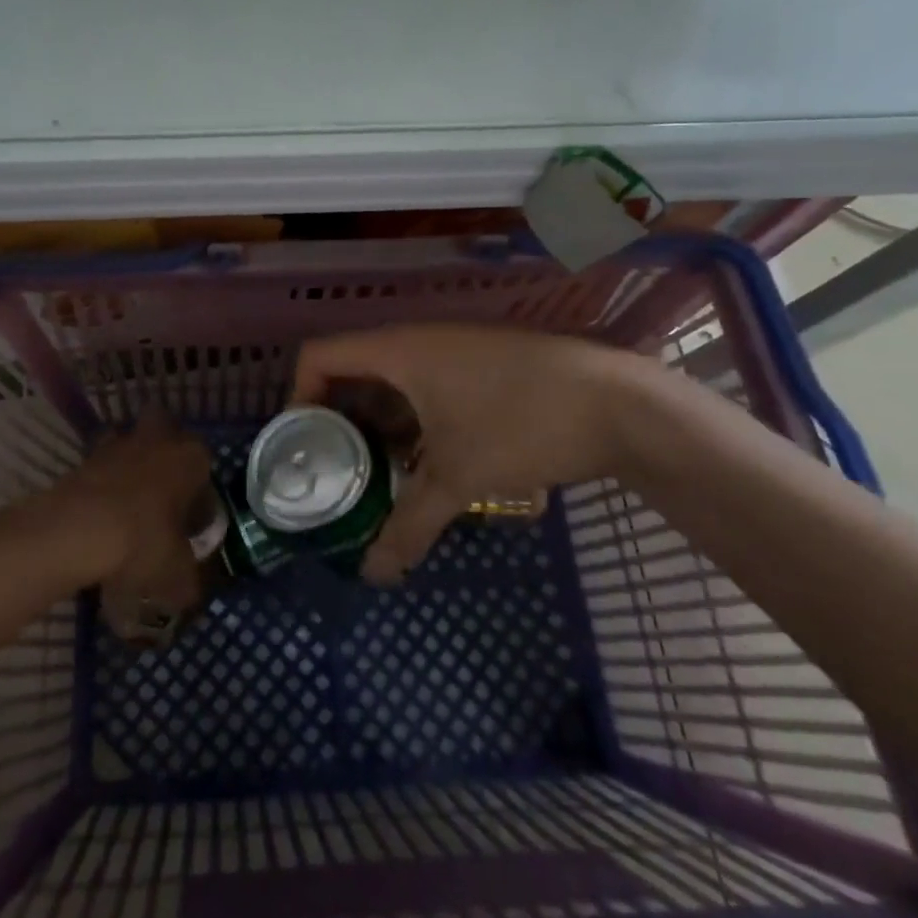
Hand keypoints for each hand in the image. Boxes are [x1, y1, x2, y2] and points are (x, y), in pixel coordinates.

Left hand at [49, 411, 215, 643]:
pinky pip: (99, 465)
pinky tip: (98, 515)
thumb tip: (187, 591)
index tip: (190, 522)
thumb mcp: (177, 575)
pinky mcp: (84, 457)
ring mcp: (117, 443)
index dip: (199, 494)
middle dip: (163, 452)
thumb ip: (189, 581)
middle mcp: (158, 439)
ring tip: (126, 503)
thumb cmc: (144, 542)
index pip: (205, 466)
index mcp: (191, 457)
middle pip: (165, 430)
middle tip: (161, 492)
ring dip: (128, 463)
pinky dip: (100, 483)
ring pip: (128, 442)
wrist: (79, 530)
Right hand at [292, 325, 642, 585]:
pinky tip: (423, 466)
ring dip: (377, 426)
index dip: (298, 396)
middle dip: (336, 420)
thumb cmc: (521, 424)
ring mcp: (453, 352)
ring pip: (393, 384)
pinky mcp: (481, 368)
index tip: (303, 446)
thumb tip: (373, 576)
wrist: (619, 403)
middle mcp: (418, 341)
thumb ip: (409, 525)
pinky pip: (425, 389)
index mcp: (398, 350)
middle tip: (331, 470)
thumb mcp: (458, 477)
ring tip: (372, 477)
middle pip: (352, 370)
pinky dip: (412, 423)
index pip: (319, 355)